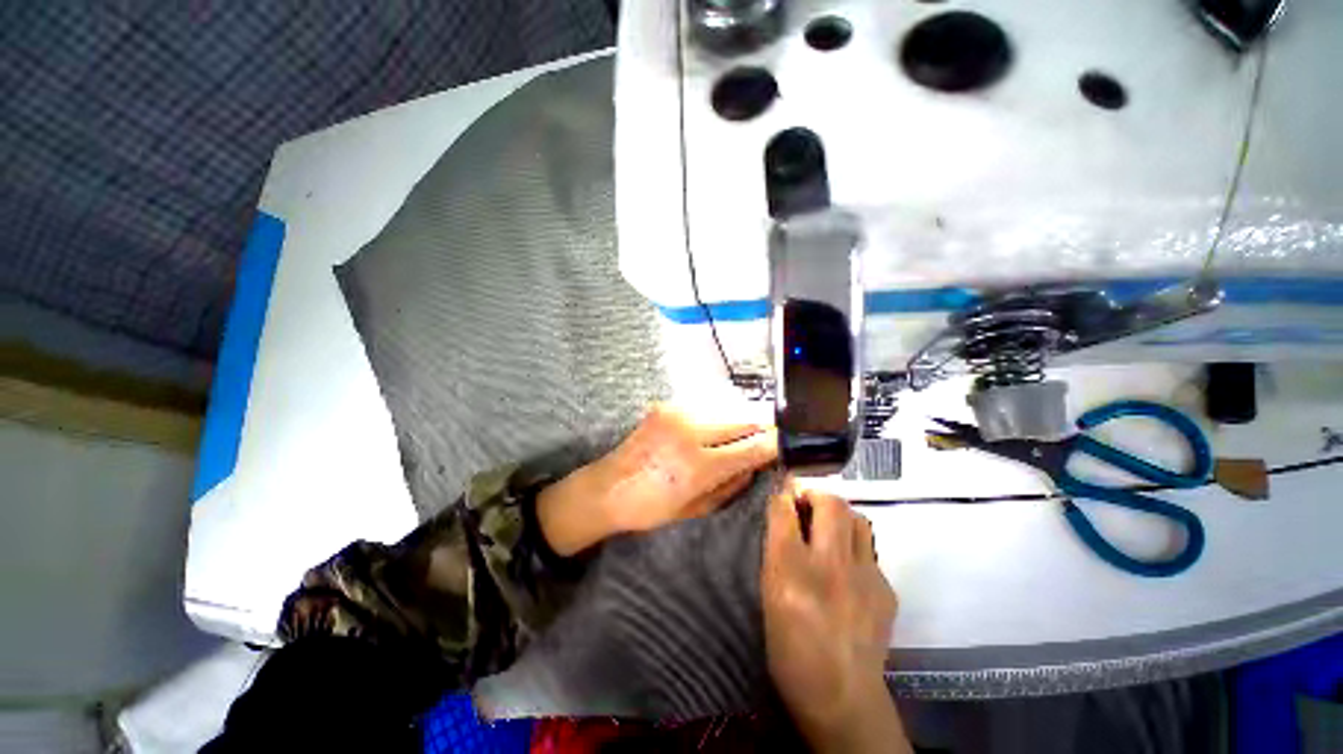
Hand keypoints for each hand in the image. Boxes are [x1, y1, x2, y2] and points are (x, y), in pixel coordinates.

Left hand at [537, 404, 776, 555]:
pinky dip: (714, 419)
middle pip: (745, 419)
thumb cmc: (651, 507)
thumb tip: (757, 463)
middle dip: (761, 429)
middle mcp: (691, 432)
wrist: (607, 487)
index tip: (787, 445)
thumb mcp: (697, 508)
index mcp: (699, 465)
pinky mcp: (666, 406)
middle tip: (766, 440)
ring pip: (726, 410)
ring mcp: (677, 413)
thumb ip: (733, 483)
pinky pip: (704, 408)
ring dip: (737, 423)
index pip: (754, 446)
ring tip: (736, 438)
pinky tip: (709, 432)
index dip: (776, 444)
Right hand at [762, 481, 908, 753]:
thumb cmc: (791, 648)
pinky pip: (869, 549)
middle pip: (830, 503)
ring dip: (839, 515)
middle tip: (806, 506)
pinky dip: (854, 545)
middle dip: (815, 494)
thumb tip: (781, 516)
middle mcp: (831, 566)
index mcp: (791, 571)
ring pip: (857, 519)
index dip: (782, 495)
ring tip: (828, 529)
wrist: (842, 698)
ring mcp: (865, 577)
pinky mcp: (886, 589)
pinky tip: (846, 566)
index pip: (784, 510)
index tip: (781, 495)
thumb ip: (775, 551)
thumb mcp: (769, 596)